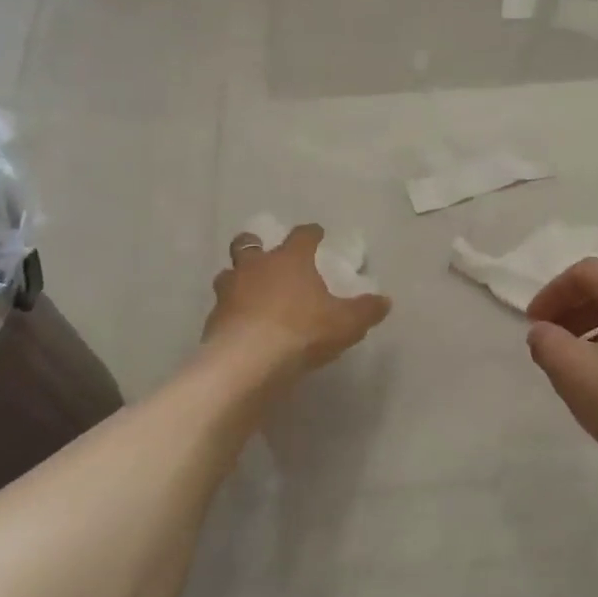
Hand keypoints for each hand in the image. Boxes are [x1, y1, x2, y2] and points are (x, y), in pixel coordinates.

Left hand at [204, 225, 390, 375]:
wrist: (249, 362)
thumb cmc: (302, 332)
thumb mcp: (346, 324)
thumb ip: (366, 311)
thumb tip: (384, 301)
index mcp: (289, 260)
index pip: (302, 236)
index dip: (311, 233)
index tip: (317, 234)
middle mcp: (255, 267)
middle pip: (249, 243)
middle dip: (256, 245)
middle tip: (266, 256)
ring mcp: (229, 291)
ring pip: (229, 274)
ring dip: (238, 279)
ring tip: (249, 293)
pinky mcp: (213, 319)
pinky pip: (222, 308)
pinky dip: (231, 312)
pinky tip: (241, 326)